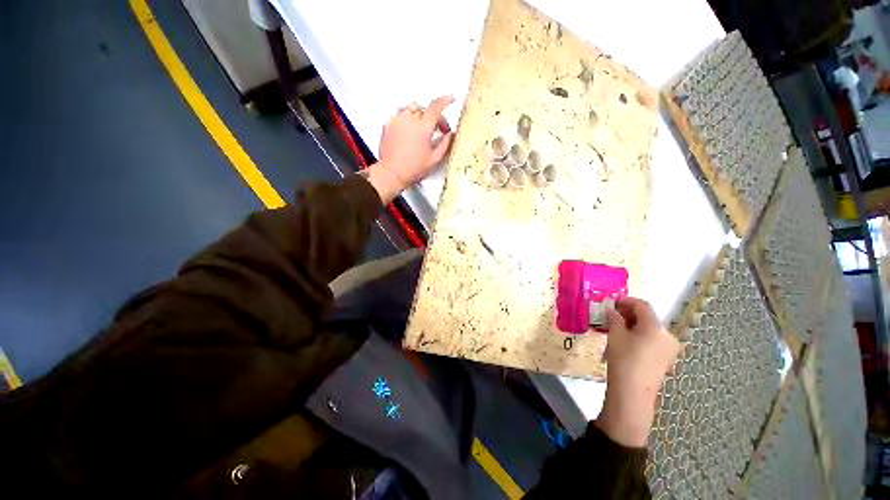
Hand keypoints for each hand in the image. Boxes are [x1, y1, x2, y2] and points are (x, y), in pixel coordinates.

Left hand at [365, 96, 454, 202]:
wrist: (391, 173)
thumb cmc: (413, 169)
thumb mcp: (434, 159)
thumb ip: (444, 144)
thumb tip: (449, 135)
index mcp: (423, 127)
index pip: (436, 107)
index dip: (445, 101)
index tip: (451, 99)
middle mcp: (409, 120)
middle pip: (424, 108)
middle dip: (433, 115)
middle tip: (438, 129)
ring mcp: (397, 121)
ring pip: (410, 108)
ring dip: (419, 114)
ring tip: (422, 128)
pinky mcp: (388, 125)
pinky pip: (399, 115)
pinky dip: (407, 119)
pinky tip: (409, 131)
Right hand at [596, 297, 679, 446]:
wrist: (633, 392)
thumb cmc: (623, 359)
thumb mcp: (615, 335)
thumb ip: (615, 318)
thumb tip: (612, 310)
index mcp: (656, 327)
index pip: (642, 305)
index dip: (626, 301)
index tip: (612, 301)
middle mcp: (668, 335)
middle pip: (648, 317)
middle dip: (629, 314)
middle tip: (612, 315)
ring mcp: (670, 349)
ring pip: (650, 329)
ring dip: (633, 325)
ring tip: (616, 328)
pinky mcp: (666, 359)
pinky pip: (653, 340)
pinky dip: (640, 336)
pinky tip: (626, 341)